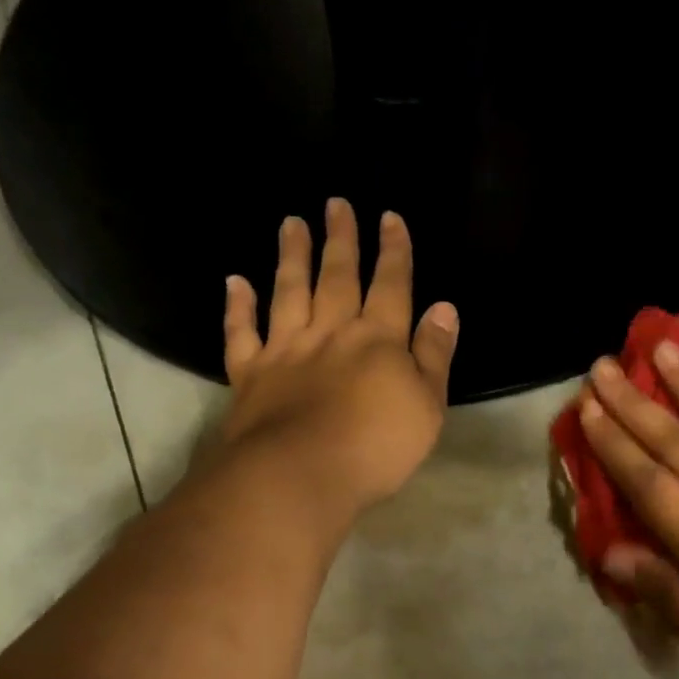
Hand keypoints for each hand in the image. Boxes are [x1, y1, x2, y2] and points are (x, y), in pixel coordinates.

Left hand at [216, 199, 459, 515]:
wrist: (300, 476)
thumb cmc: (376, 447)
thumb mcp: (427, 406)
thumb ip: (434, 355)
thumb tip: (444, 307)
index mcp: (377, 340)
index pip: (391, 285)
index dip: (394, 251)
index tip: (389, 217)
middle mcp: (330, 333)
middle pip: (337, 277)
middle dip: (340, 240)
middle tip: (335, 203)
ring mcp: (286, 351)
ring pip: (289, 292)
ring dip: (292, 257)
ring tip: (291, 223)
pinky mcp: (250, 374)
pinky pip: (241, 333)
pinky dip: (237, 306)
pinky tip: (234, 282)